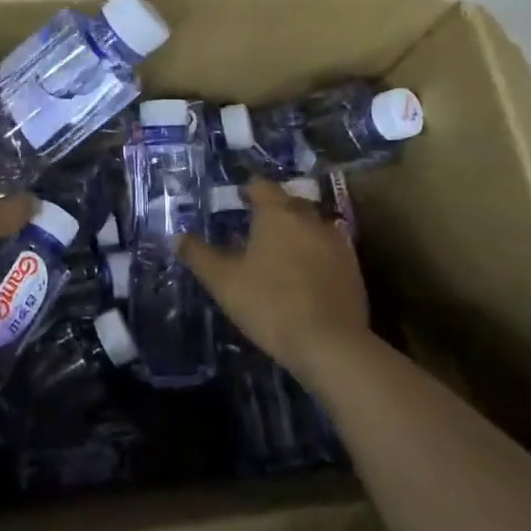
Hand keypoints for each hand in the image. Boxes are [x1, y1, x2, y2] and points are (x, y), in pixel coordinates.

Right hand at [175, 179, 369, 382]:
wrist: (330, 344)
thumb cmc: (269, 303)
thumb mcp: (223, 281)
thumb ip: (199, 255)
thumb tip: (177, 236)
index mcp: (277, 214)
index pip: (262, 186)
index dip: (248, 189)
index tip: (238, 199)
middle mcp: (310, 219)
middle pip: (290, 203)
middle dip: (273, 211)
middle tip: (255, 227)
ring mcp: (337, 243)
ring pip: (312, 226)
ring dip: (297, 233)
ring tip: (280, 252)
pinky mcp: (353, 269)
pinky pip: (329, 251)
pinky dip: (315, 255)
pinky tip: (305, 275)